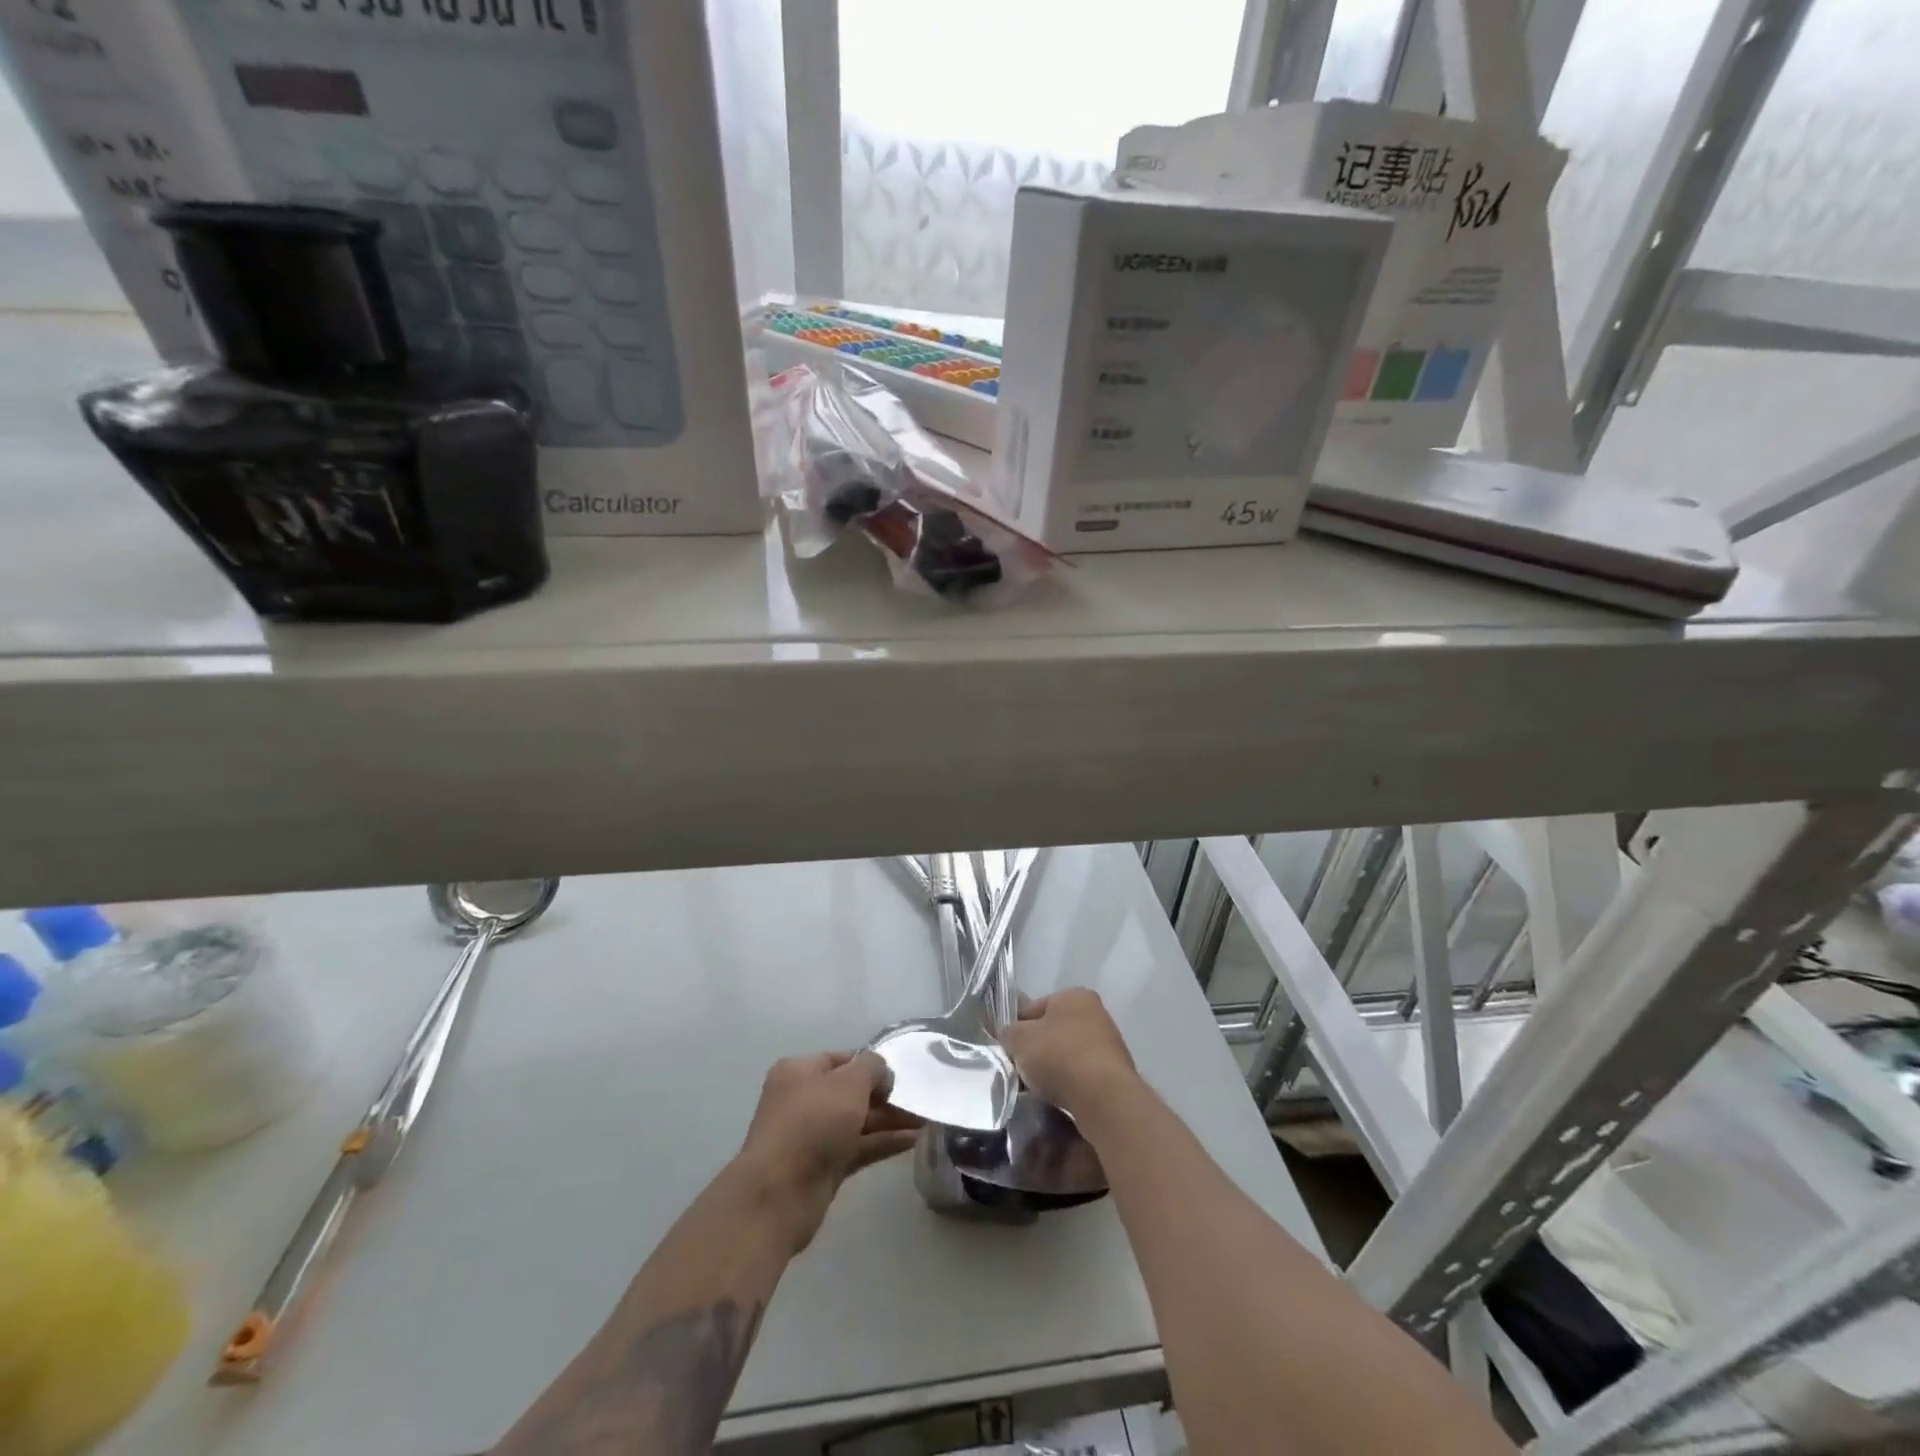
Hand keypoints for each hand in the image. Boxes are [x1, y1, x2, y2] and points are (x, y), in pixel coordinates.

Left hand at [734, 1051, 921, 1252]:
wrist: (778, 1195)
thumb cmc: (812, 1124)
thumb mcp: (848, 1083)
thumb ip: (872, 1068)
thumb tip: (882, 1074)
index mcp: (799, 1071)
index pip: (843, 1058)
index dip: (872, 1064)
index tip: (901, 1073)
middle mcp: (804, 1099)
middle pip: (852, 1091)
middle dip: (886, 1095)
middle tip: (920, 1098)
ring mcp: (814, 1135)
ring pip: (858, 1120)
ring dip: (890, 1119)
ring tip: (926, 1119)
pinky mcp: (824, 1166)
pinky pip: (859, 1146)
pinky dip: (883, 1142)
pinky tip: (912, 1140)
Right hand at [1000, 989, 1140, 1122]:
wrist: (1102, 1097)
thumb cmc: (1058, 1055)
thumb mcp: (1019, 1039)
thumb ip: (1009, 1033)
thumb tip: (1010, 1037)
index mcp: (1075, 995)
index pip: (1036, 1007)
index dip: (1018, 1026)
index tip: (1009, 1048)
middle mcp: (1096, 1013)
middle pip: (1053, 1032)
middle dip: (1036, 1050)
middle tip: (1020, 1070)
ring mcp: (1109, 1045)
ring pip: (1067, 1056)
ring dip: (1052, 1070)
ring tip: (1037, 1089)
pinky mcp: (1115, 1075)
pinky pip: (1082, 1077)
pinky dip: (1069, 1086)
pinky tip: (1057, 1099)